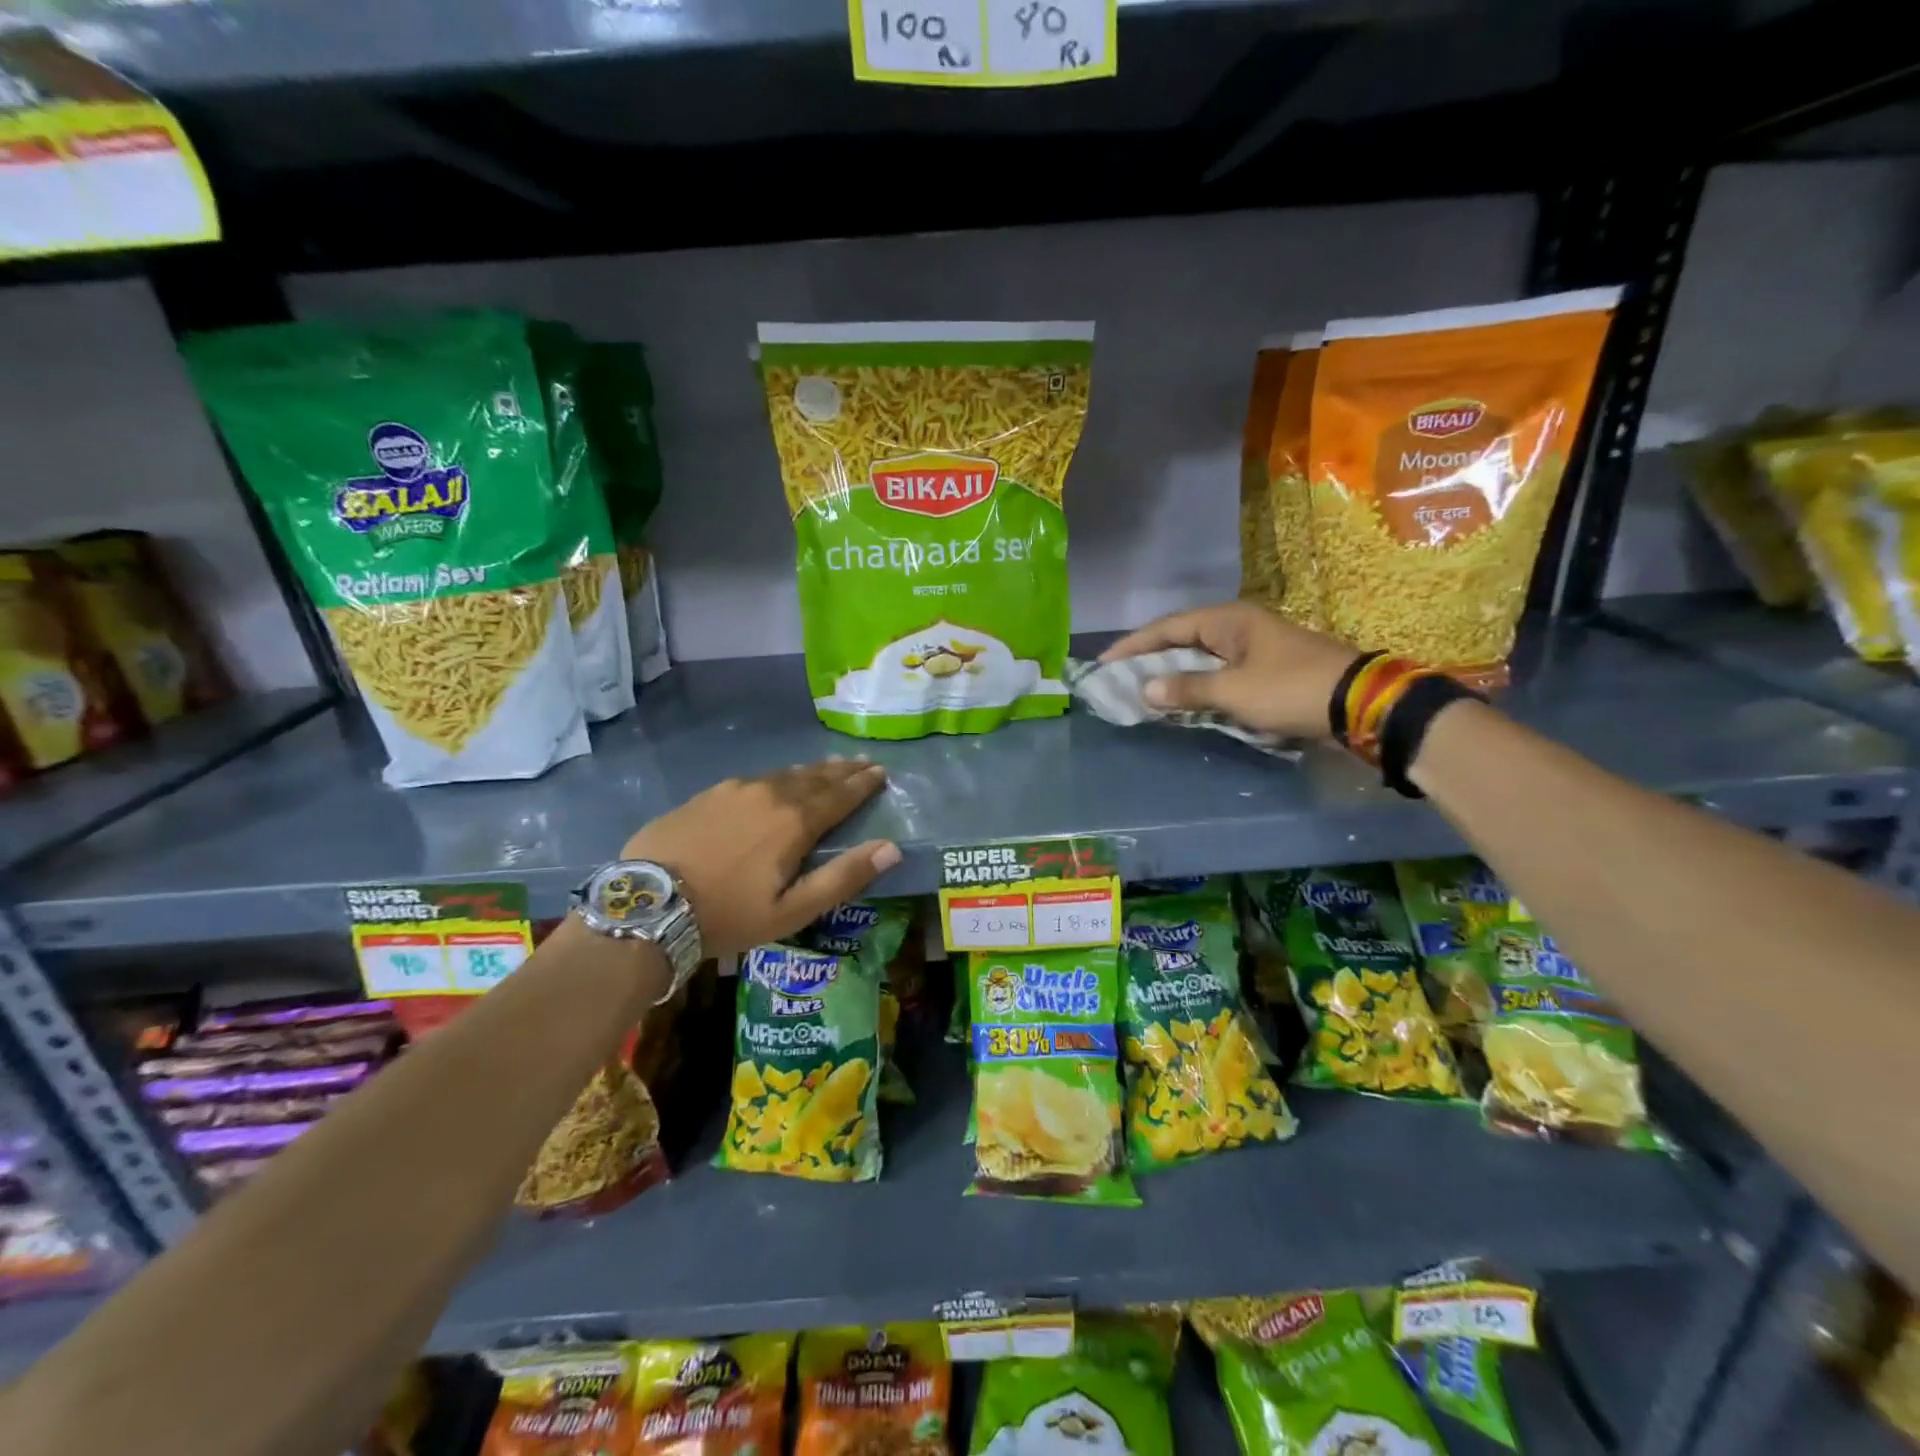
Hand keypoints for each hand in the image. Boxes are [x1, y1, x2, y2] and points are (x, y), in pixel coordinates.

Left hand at [621, 760, 897, 956]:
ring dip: (811, 771)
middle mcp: (769, 794)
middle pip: (815, 777)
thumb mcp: (792, 910)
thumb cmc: (728, 914)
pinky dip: (777, 777)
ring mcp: (734, 789)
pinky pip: (754, 779)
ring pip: (783, 774)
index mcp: (794, 821)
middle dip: (842, 770)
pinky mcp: (706, 794)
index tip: (881, 771)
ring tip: (827, 766)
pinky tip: (776, 780)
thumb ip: (843, 877)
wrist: (648, 905)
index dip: (863, 784)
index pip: (840, 795)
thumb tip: (891, 848)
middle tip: (862, 762)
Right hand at [1101, 600, 1357, 739]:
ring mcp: (1253, 647)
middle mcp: (1237, 626)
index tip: (1103, 663)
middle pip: (1181, 639)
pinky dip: (1196, 685)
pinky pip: (1217, 672)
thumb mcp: (1234, 692)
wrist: (1360, 703)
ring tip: (1142, 690)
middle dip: (1149, 659)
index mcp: (1227, 620)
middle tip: (1118, 678)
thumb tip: (1145, 688)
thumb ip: (1187, 689)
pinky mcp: (1265, 668)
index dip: (1133, 645)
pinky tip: (1182, 700)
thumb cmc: (1291, 689)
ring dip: (1172, 674)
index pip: (1167, 627)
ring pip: (1200, 657)